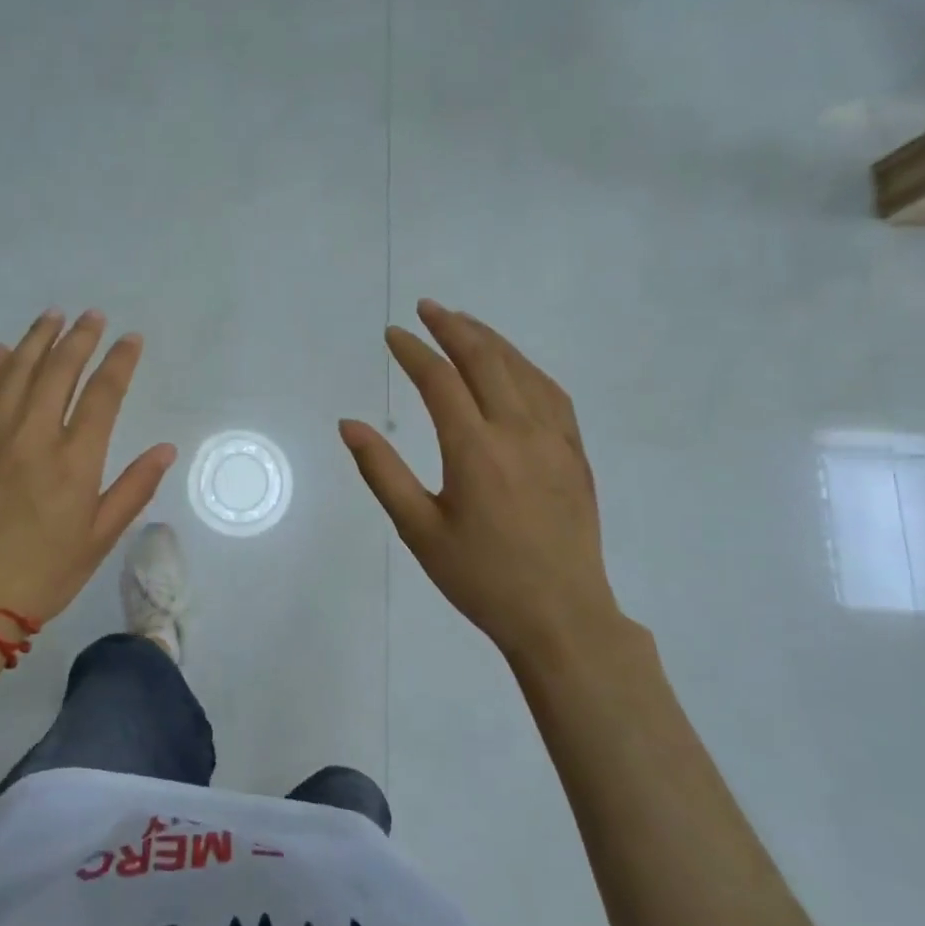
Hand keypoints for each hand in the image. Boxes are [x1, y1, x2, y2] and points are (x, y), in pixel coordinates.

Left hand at [0, 309, 176, 629]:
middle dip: (80, 337)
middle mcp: (34, 437)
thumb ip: (134, 488)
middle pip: (59, 370)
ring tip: (53, 316)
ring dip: (37, 339)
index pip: (103, 394)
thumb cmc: (44, 574)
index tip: (131, 339)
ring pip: (17, 371)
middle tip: (93, 316)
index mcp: (75, 462)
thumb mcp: (99, 538)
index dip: (120, 361)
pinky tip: (2, 351)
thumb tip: (165, 448)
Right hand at [339, 300, 626, 664]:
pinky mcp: (575, 453)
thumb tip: (349, 424)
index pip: (439, 381)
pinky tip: (514, 366)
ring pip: (522, 370)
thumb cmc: (481, 578)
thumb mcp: (418, 530)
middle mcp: (518, 432)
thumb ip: (382, 471)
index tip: (392, 334)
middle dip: (452, 327)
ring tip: (463, 322)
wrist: (562, 617)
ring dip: (490, 339)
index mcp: (475, 450)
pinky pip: (551, 393)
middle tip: (426, 308)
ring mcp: (555, 440)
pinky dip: (526, 367)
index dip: (413, 351)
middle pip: (485, 360)